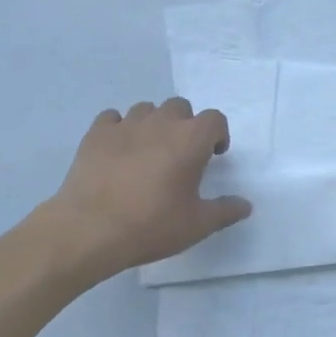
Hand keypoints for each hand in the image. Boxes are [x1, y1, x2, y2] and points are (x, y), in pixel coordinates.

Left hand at [41, 99, 251, 281]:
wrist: (90, 229)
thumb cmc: (151, 226)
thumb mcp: (197, 225)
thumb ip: (225, 211)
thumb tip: (245, 205)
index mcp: (190, 140)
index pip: (214, 119)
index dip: (217, 134)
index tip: (213, 155)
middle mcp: (160, 123)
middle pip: (180, 107)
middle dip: (185, 125)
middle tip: (181, 154)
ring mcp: (125, 125)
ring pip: (146, 109)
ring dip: (153, 124)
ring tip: (148, 152)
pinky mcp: (96, 133)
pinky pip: (112, 118)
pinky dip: (120, 128)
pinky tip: (117, 151)